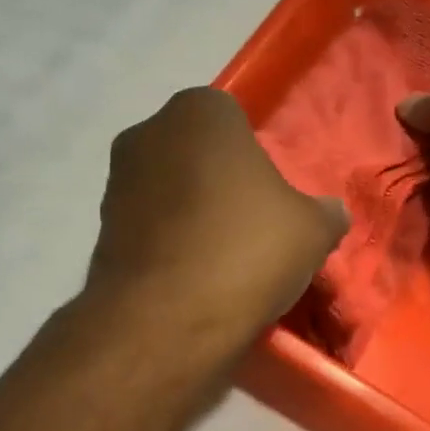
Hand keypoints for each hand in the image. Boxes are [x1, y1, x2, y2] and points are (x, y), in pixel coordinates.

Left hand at [86, 88, 348, 348]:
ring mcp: (116, 183)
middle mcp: (147, 133)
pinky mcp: (99, 231)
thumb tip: (330, 213)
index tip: (270, 205)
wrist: (164, 320)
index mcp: (200, 110)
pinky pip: (149, 232)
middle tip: (249, 234)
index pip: (237, 123)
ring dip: (191, 220)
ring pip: (170, 195)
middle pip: (198, 158)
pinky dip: (167, 249)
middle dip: (221, 188)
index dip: (257, 164)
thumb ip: (326, 212)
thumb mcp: (312, 231)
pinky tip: (189, 282)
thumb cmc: (245, 252)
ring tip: (220, 266)